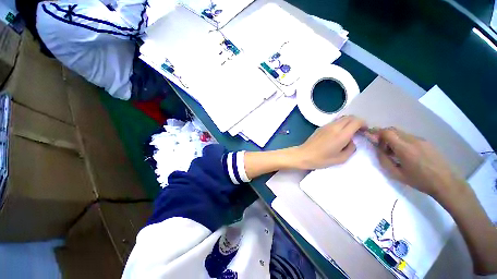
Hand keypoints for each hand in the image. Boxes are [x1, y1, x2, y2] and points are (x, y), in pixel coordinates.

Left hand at [295, 116, 365, 169]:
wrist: (303, 155)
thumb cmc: (321, 159)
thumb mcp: (341, 158)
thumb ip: (351, 148)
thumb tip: (351, 141)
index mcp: (341, 134)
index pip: (356, 121)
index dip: (363, 124)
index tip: (365, 131)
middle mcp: (334, 127)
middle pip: (349, 117)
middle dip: (357, 122)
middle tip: (358, 131)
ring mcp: (326, 126)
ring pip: (341, 118)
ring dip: (348, 122)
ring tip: (348, 132)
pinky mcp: (320, 127)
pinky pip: (334, 122)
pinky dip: (340, 124)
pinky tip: (337, 134)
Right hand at [365, 127, 464, 198]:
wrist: (446, 182)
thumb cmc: (420, 180)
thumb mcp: (396, 174)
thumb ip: (384, 160)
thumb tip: (377, 150)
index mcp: (404, 148)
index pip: (386, 132)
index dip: (377, 134)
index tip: (374, 142)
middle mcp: (412, 140)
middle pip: (393, 130)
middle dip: (383, 136)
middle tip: (383, 148)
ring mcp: (421, 140)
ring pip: (401, 133)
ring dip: (393, 139)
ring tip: (395, 153)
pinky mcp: (427, 142)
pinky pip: (409, 137)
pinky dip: (402, 141)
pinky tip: (407, 154)